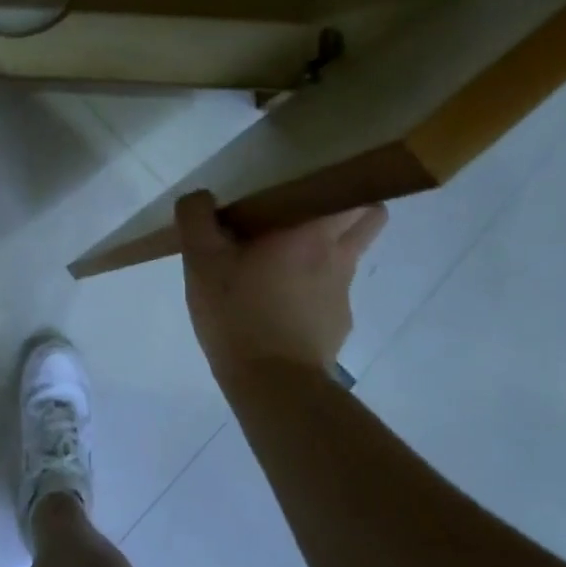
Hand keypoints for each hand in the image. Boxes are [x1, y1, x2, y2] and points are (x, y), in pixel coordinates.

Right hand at [174, 191, 386, 383]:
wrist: (273, 387)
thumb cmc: (239, 313)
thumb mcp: (202, 261)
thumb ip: (196, 219)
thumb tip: (201, 197)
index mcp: (312, 233)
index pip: (357, 194)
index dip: (343, 182)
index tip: (314, 179)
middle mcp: (339, 258)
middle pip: (369, 220)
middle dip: (350, 208)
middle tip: (307, 209)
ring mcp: (343, 295)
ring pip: (349, 256)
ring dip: (327, 249)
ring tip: (284, 257)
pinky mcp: (337, 326)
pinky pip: (331, 293)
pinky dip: (314, 288)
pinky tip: (279, 300)